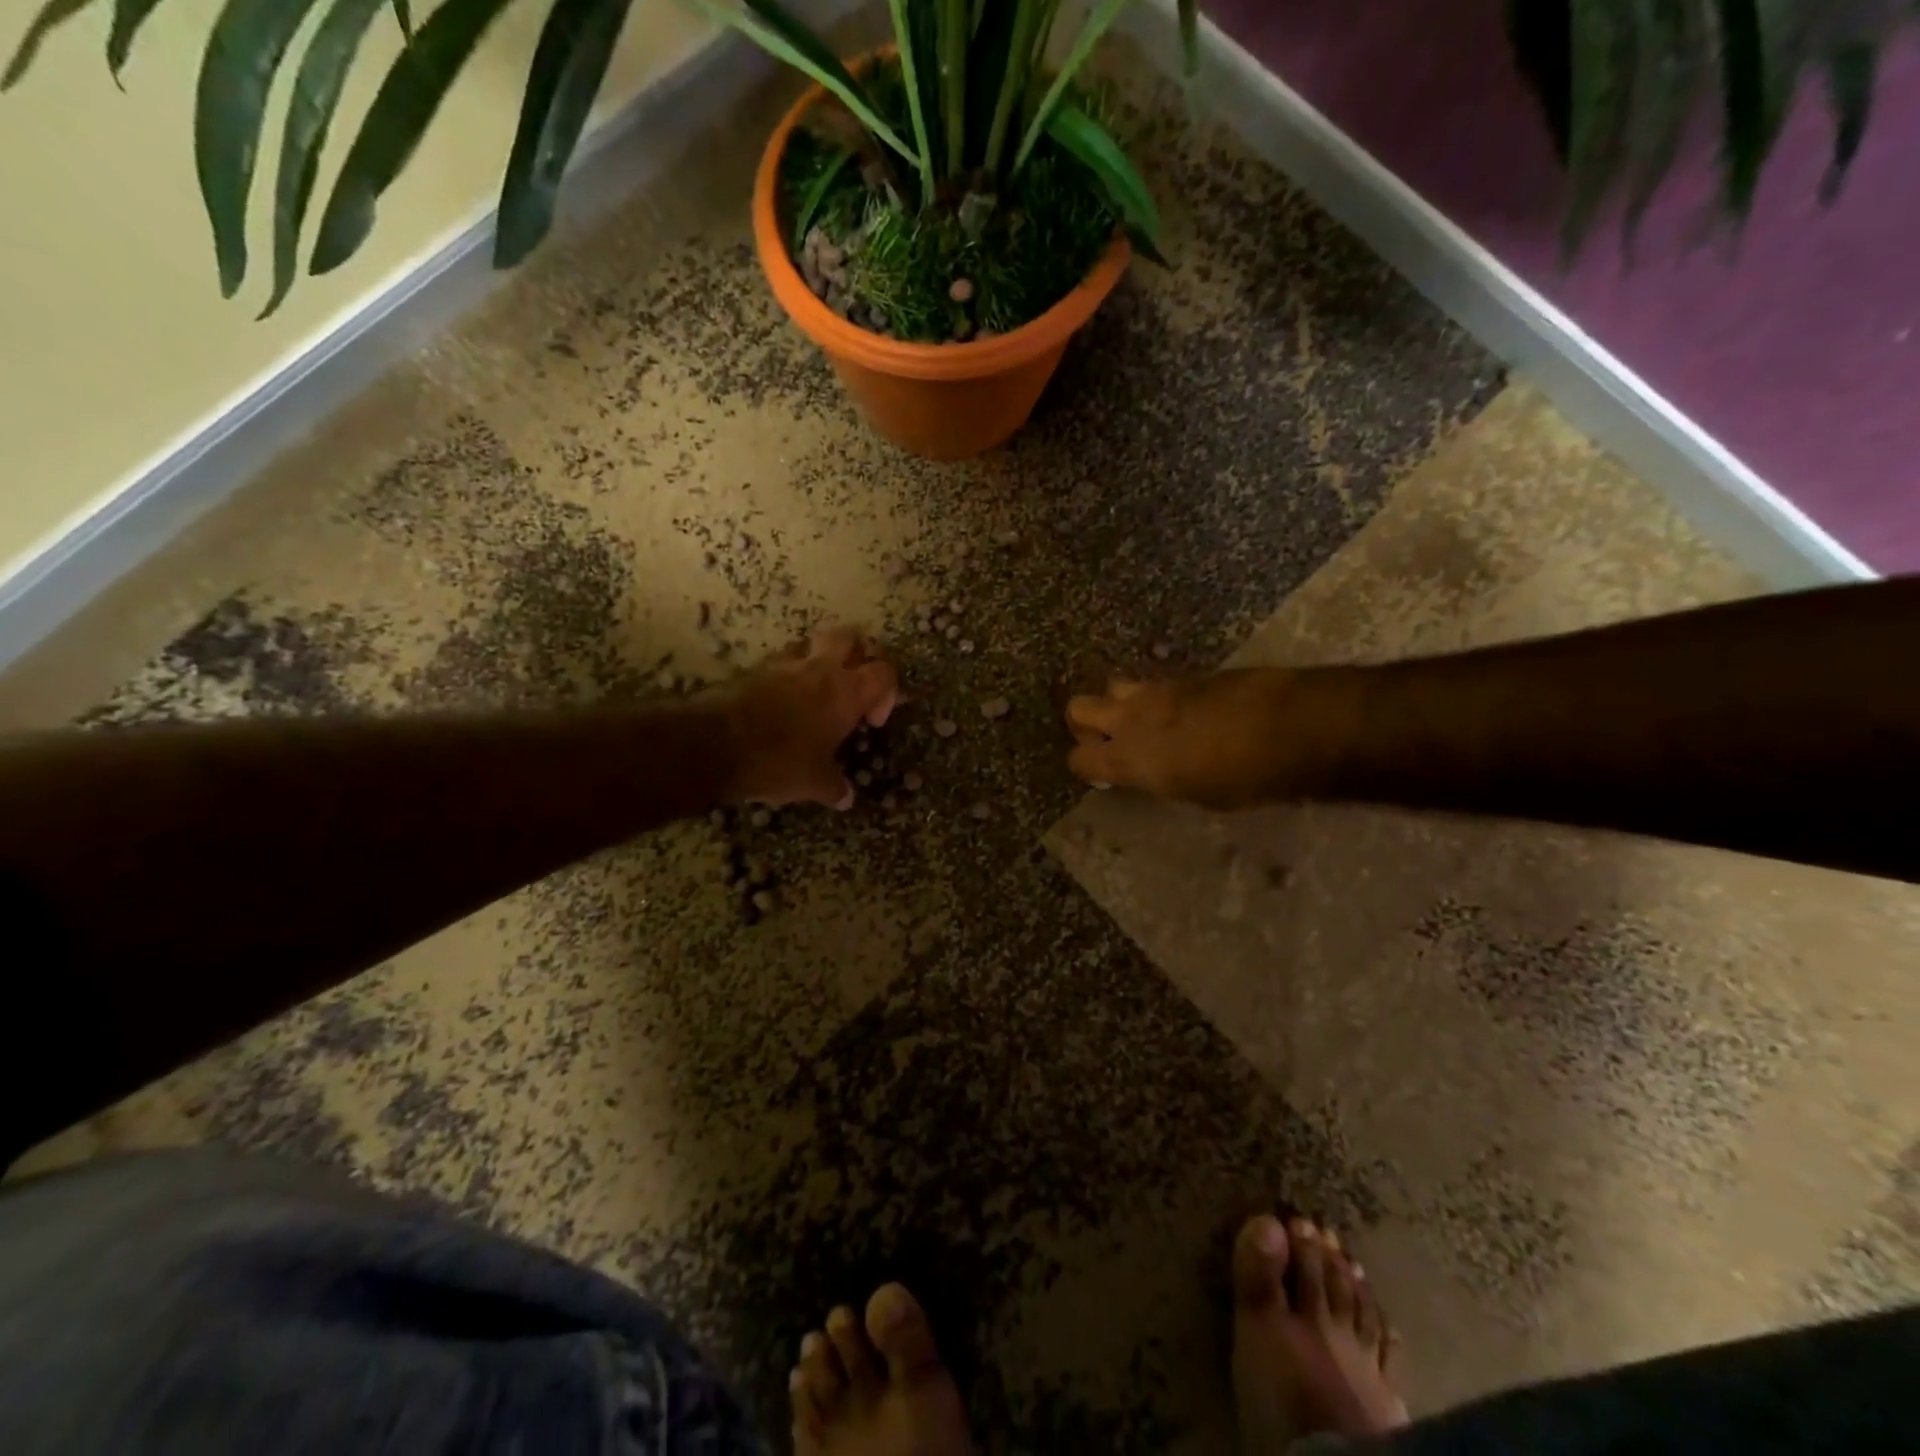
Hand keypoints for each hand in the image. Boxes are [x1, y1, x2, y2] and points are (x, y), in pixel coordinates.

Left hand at [718, 627, 898, 807]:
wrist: (716, 744)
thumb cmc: (779, 761)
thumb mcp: (813, 783)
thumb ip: (834, 787)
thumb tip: (846, 797)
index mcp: (846, 693)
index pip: (884, 671)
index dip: (887, 691)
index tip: (871, 721)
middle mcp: (821, 669)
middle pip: (852, 637)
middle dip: (861, 654)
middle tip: (857, 682)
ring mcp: (787, 664)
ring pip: (815, 642)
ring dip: (824, 657)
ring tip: (820, 688)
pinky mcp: (757, 668)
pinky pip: (784, 659)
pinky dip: (792, 672)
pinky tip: (786, 698)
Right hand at [1066, 668, 1340, 810]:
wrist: (1291, 724)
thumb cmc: (1246, 778)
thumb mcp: (1199, 795)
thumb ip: (1163, 778)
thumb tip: (1157, 771)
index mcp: (1130, 758)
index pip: (1078, 758)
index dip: (1086, 765)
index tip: (1104, 774)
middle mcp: (1132, 718)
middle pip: (1077, 707)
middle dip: (1086, 723)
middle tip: (1109, 739)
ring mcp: (1158, 690)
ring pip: (1113, 686)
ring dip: (1120, 703)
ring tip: (1146, 722)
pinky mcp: (1186, 675)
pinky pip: (1154, 684)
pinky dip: (1157, 698)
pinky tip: (1185, 713)